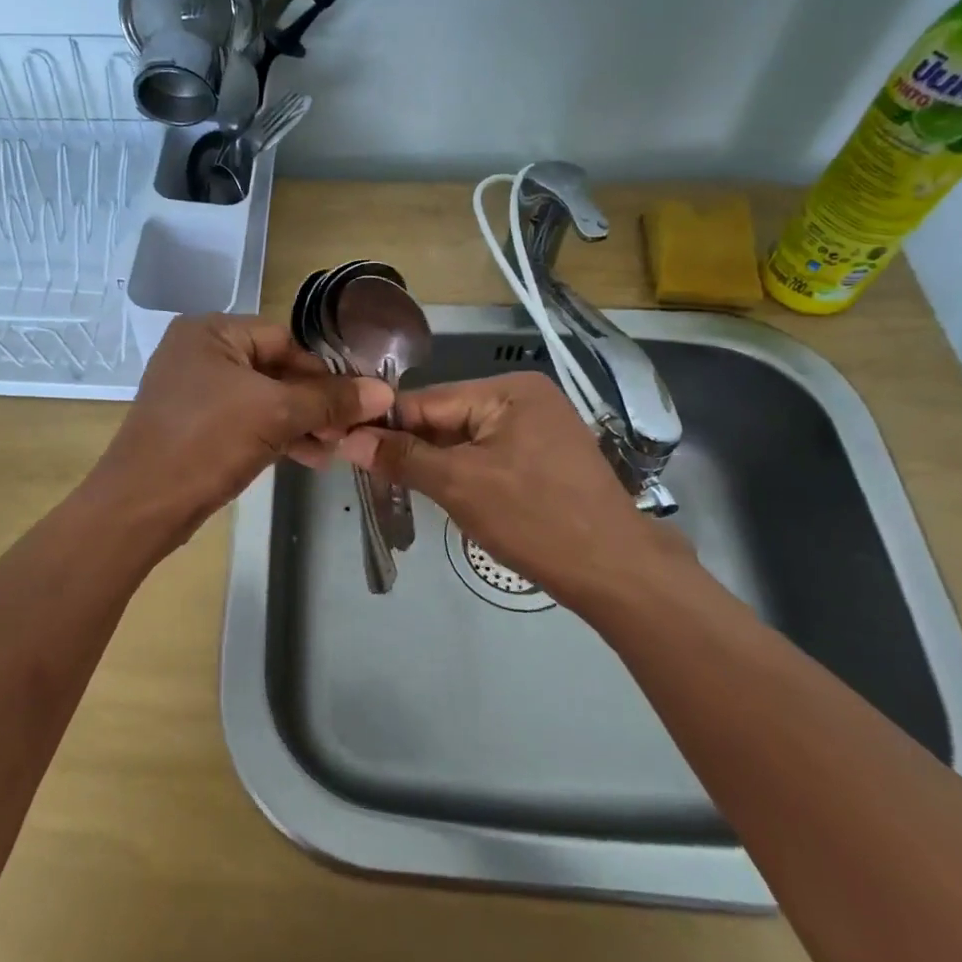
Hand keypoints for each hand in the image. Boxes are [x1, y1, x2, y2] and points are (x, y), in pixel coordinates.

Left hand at [88, 314, 392, 544]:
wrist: (141, 505)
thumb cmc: (206, 442)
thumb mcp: (275, 415)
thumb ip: (329, 400)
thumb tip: (383, 392)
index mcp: (211, 332)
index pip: (284, 340)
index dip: (322, 371)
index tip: (355, 402)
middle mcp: (199, 353)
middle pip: (275, 369)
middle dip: (313, 403)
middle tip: (346, 432)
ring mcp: (193, 391)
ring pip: (262, 399)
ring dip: (299, 424)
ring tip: (332, 451)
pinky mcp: (194, 425)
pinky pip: (244, 421)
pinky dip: (274, 437)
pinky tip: (308, 458)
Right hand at [339, 370, 693, 612]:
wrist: (616, 572)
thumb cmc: (534, 519)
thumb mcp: (458, 485)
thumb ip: (401, 457)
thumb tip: (347, 439)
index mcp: (508, 389)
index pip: (428, 400)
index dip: (384, 424)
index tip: (345, 446)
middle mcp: (525, 397)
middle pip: (446, 418)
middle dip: (411, 447)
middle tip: (369, 475)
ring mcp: (539, 427)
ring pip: (465, 439)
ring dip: (434, 462)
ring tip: (397, 486)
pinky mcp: (545, 457)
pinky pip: (487, 454)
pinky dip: (462, 472)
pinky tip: (443, 493)